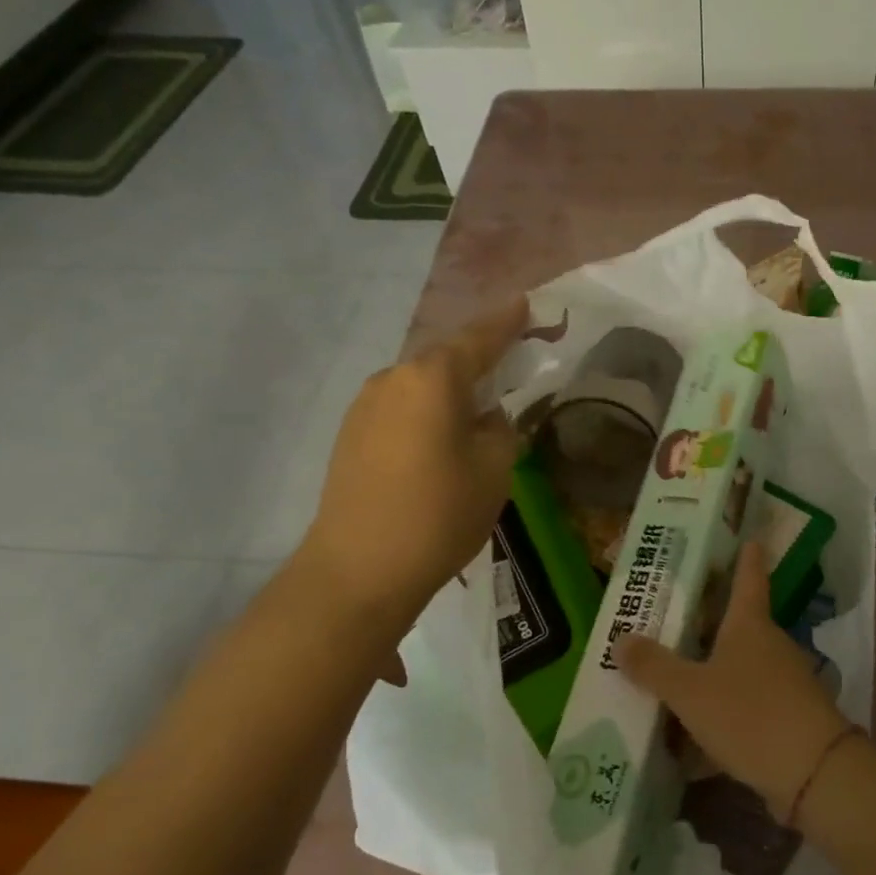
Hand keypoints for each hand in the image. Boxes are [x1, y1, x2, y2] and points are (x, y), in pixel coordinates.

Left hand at [297, 301, 526, 622]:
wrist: (359, 570)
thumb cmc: (440, 513)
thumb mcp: (494, 468)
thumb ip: (499, 429)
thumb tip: (485, 417)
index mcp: (433, 377)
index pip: (479, 338)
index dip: (507, 322)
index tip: (526, 304)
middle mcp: (393, 378)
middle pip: (445, 359)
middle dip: (478, 360)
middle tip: (508, 368)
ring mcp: (364, 406)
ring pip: (420, 385)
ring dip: (449, 392)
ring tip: (475, 416)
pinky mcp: (350, 435)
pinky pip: (400, 408)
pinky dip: (425, 414)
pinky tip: (438, 443)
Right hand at [616, 542, 848, 814]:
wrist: (813, 773)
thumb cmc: (750, 714)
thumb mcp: (691, 692)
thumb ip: (655, 667)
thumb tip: (621, 639)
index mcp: (750, 624)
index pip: (749, 577)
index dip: (747, 557)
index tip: (748, 537)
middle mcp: (769, 645)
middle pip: (737, 623)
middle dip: (708, 620)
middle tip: (672, 615)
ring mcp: (782, 682)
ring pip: (738, 667)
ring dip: (710, 670)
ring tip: (671, 678)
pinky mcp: (785, 718)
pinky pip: (744, 706)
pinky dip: (720, 713)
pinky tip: (690, 741)